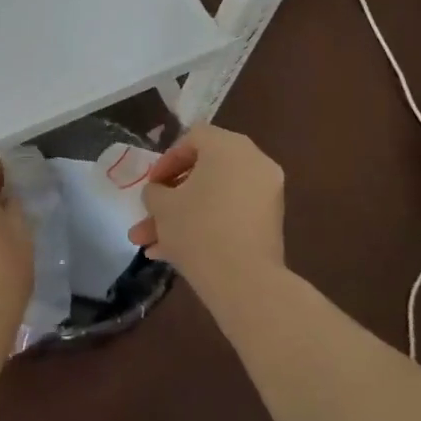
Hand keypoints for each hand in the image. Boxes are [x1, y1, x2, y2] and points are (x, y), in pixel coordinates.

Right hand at [129, 124, 284, 295]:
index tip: (152, 185)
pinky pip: (231, 215)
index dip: (167, 159)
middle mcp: (253, 162)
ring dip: (183, 218)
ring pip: (214, 198)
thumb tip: (159, 193)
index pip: (194, 138)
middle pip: (204, 171)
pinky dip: (207, 226)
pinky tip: (174, 255)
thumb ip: (154, 191)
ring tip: (151, 245)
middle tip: (150, 215)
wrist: (245, 282)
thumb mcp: (161, 206)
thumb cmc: (197, 229)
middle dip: (171, 197)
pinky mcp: (270, 223)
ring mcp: (266, 194)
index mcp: (228, 146)